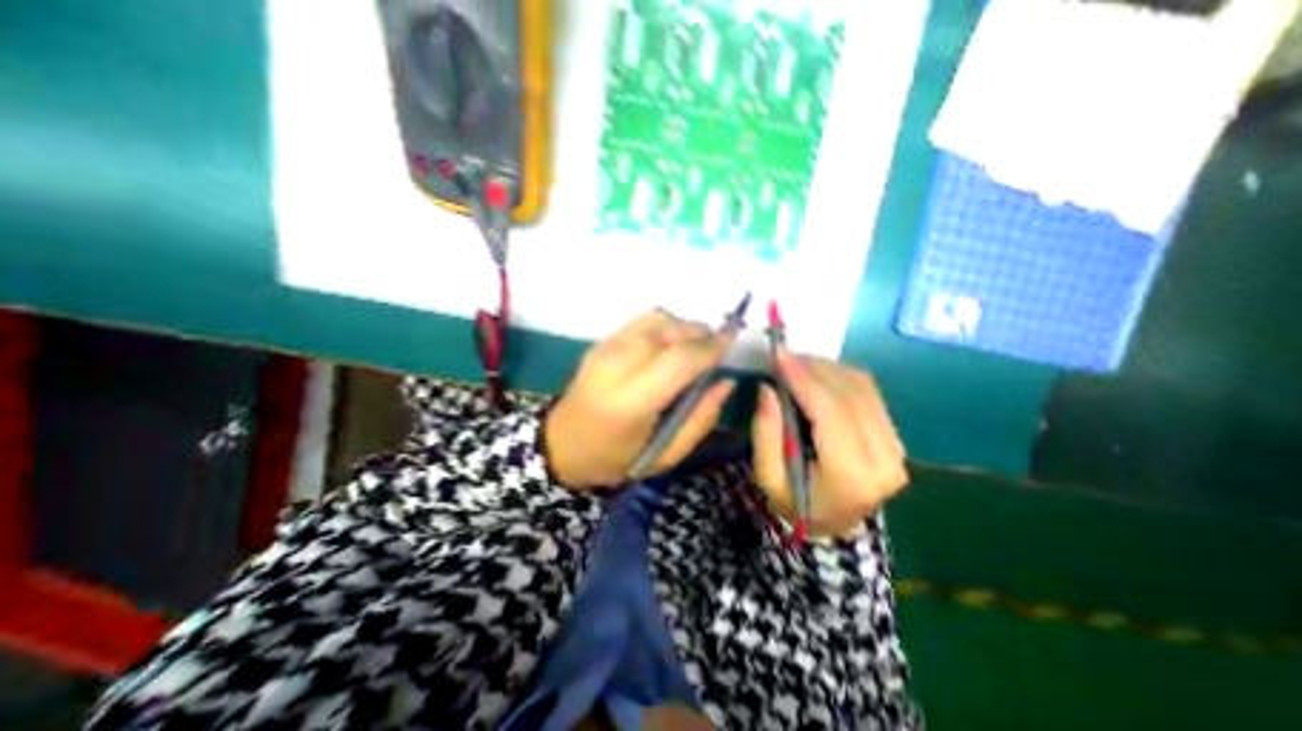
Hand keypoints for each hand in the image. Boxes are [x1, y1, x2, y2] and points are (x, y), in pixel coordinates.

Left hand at [546, 308, 737, 490]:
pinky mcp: (600, 342)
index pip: (680, 359)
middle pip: (670, 331)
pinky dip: (665, 326)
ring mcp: (605, 348)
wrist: (562, 446)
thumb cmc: (616, 459)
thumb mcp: (666, 454)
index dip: (712, 347)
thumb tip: (727, 381)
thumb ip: (701, 417)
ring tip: (693, 349)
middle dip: (701, 334)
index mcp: (631, 401)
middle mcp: (616, 365)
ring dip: (684, 328)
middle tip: (716, 351)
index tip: (734, 341)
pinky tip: (669, 346)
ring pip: (658, 319)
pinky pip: (643, 322)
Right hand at [754, 346, 907, 538]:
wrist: (833, 526)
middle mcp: (884, 460)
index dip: (804, 379)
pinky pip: (869, 393)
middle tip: (783, 356)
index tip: (779, 355)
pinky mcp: (895, 438)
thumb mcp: (768, 477)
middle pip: (850, 394)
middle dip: (814, 368)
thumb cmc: (795, 505)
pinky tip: (818, 375)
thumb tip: (769, 388)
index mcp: (852, 477)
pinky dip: (841, 376)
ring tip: (797, 364)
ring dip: (827, 368)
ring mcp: (897, 448)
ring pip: (863, 388)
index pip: (831, 412)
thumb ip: (766, 432)